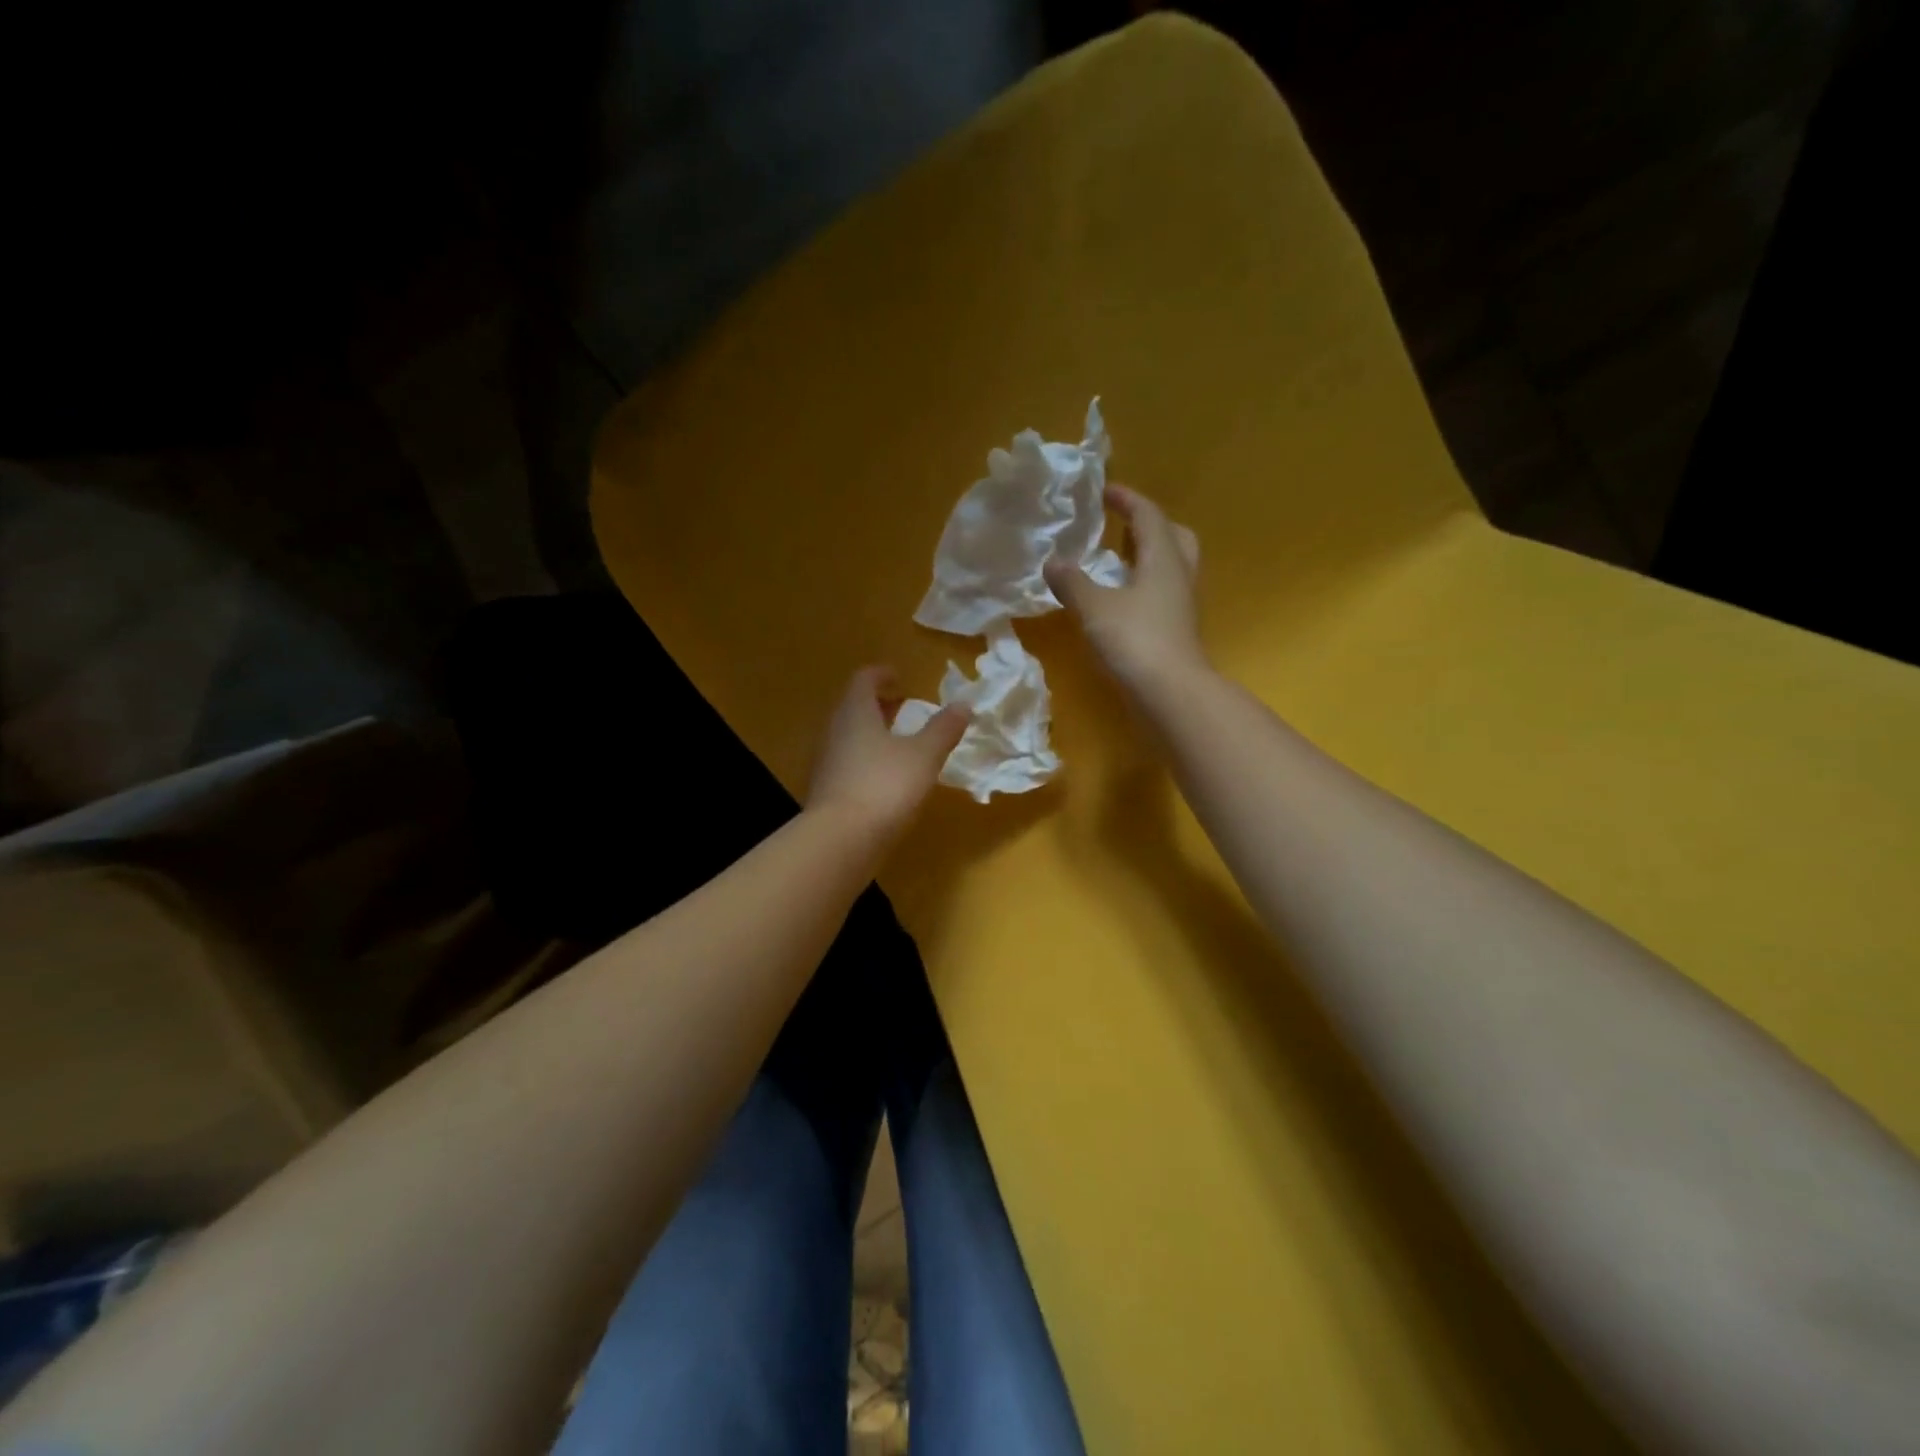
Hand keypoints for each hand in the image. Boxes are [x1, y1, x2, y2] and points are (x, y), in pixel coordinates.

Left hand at [808, 667, 969, 837]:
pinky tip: (886, 778)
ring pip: (849, 736)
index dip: (881, 674)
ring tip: (899, 743)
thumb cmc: (884, 786)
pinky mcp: (827, 790)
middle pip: (853, 707)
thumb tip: (963, 704)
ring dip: (872, 733)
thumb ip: (943, 729)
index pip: (863, 680)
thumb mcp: (924, 756)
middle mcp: (835, 731)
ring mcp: (827, 762)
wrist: (840, 840)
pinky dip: (867, 759)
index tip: (900, 678)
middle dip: (878, 705)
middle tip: (903, 708)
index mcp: (856, 713)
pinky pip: (848, 762)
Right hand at [1044, 484, 1203, 689]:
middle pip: (1173, 536)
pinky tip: (1121, 599)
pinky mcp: (1177, 630)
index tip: (1104, 491)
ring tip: (1117, 560)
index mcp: (1163, 558)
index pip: (1148, 515)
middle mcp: (1179, 575)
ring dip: (1147, 556)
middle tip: (1122, 525)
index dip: (1127, 499)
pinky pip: (1163, 593)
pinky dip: (1143, 585)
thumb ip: (1072, 582)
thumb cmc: (1135, 640)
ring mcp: (1182, 605)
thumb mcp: (1094, 607)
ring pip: (1171, 566)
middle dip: (1149, 525)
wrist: (1171, 693)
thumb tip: (1053, 562)